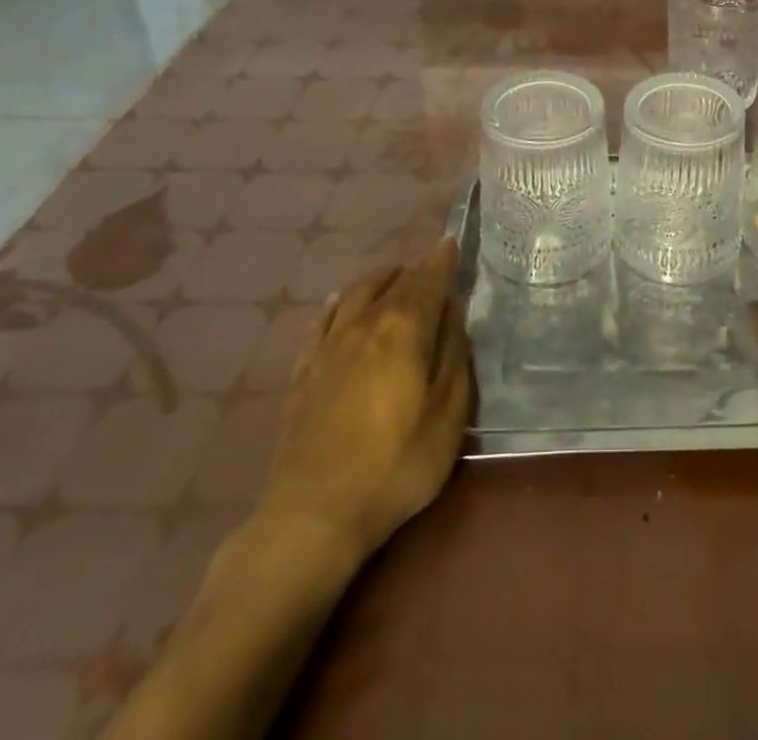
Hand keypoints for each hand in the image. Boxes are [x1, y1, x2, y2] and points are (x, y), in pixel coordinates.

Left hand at [256, 239, 472, 561]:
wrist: (314, 514)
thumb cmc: (396, 464)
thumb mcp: (448, 414)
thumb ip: (454, 355)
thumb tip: (453, 312)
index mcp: (404, 328)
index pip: (427, 279)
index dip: (441, 259)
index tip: (450, 242)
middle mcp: (365, 323)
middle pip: (393, 282)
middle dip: (415, 269)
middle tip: (430, 266)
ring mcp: (328, 346)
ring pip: (354, 293)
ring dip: (378, 279)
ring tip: (393, 277)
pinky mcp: (303, 372)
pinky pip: (321, 321)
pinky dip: (336, 303)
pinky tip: (338, 302)